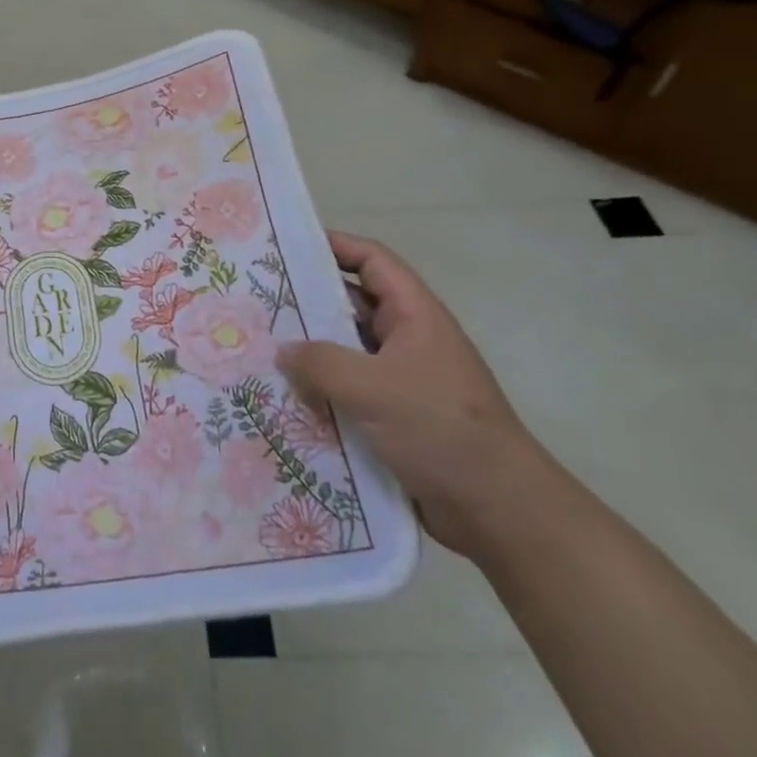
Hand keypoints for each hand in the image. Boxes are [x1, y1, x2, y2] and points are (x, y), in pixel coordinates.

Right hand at [277, 233, 552, 560]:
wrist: (498, 510)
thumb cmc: (440, 430)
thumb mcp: (373, 388)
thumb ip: (320, 363)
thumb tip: (283, 351)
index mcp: (415, 316)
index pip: (372, 261)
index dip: (334, 246)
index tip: (287, 247)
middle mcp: (409, 340)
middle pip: (352, 305)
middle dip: (308, 301)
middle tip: (257, 301)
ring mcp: (402, 379)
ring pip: (346, 351)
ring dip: (310, 351)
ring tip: (261, 348)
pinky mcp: (395, 416)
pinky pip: (349, 390)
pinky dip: (320, 389)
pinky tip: (285, 397)